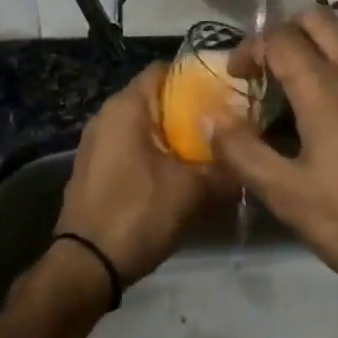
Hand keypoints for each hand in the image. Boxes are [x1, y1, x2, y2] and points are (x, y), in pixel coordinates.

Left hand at [56, 65, 228, 285]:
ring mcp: (96, 143)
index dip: (196, 77)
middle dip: (189, 109)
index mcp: (126, 107)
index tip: (226, 91)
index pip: (164, 70)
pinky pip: (130, 146)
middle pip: (155, 98)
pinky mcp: (95, 168)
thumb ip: (226, 169)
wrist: (86, 266)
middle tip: (225, 124)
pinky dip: (154, 152)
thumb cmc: (138, 213)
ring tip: (208, 149)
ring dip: (173, 134)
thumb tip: (251, 159)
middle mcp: (107, 116)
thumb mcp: (193, 192)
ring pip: (143, 125)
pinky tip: (179, 173)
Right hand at [212, 10, 337, 322]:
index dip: (250, 49)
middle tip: (265, 66)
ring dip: (325, 35)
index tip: (236, 76)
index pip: (279, 41)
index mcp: (324, 92)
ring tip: (303, 62)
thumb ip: (242, 153)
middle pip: (318, 22)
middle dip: (284, 32)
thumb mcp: (286, 196)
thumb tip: (210, 119)